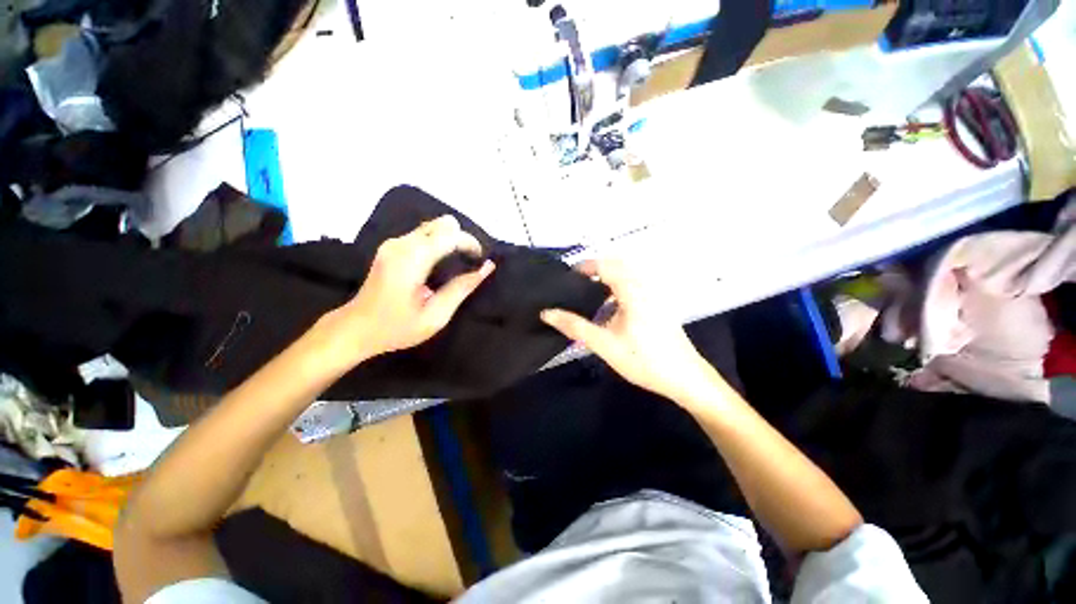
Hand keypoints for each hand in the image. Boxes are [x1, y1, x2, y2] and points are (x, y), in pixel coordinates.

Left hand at [320, 216, 494, 366]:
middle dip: (462, 240)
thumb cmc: (397, 327)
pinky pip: (423, 233)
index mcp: (412, 260)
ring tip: (456, 264)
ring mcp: (393, 243)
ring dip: (451, 240)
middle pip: (443, 224)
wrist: (355, 329)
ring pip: (434, 226)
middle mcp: (401, 244)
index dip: (471, 243)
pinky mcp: (391, 246)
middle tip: (468, 264)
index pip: (450, 234)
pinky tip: (440, 263)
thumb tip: (487, 267)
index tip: (480, 261)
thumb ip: (462, 288)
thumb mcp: (436, 316)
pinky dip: (439, 242)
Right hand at [540, 259, 713, 403]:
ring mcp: (654, 296)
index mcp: (633, 292)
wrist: (685, 379)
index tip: (568, 277)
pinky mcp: (658, 306)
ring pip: (628, 277)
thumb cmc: (643, 360)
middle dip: (596, 270)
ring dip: (608, 280)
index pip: (606, 265)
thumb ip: (575, 327)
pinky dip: (618, 290)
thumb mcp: (604, 344)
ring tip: (589, 296)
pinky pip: (635, 288)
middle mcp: (645, 288)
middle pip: (618, 267)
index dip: (585, 266)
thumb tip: (547, 313)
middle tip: (576, 286)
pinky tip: (609, 311)